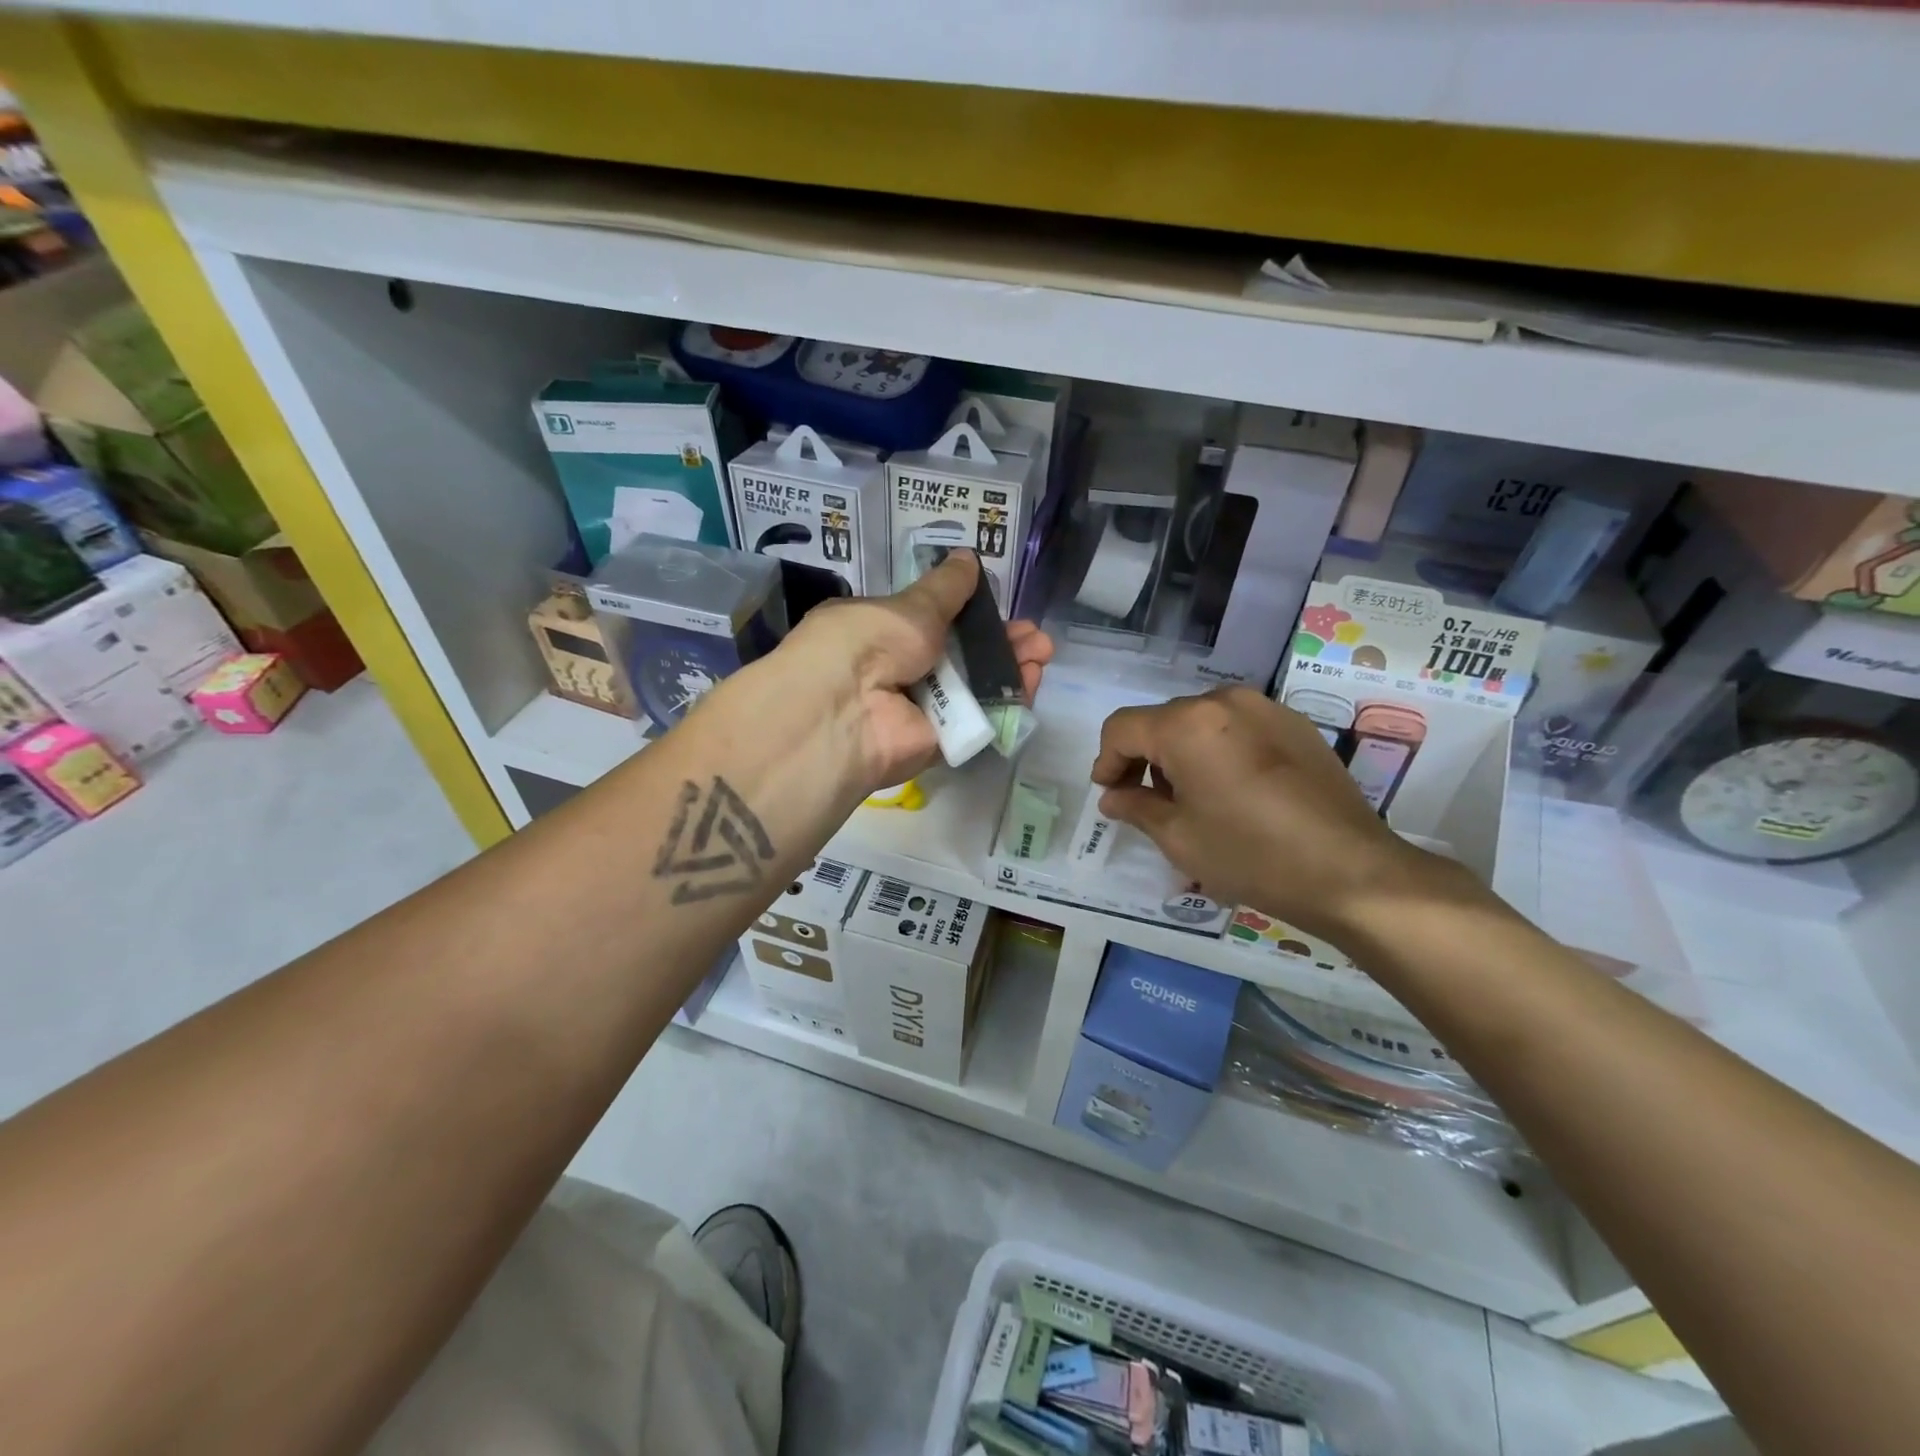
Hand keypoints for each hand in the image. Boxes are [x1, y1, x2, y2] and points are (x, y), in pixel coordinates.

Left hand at [785, 550, 1051, 792]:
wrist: (850, 710)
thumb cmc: (871, 642)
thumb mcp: (910, 605)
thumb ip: (945, 588)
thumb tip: (966, 558)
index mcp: (883, 632)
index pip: (933, 623)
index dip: (970, 614)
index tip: (1001, 607)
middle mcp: (900, 670)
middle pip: (961, 656)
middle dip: (1001, 643)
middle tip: (1035, 636)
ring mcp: (922, 708)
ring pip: (975, 687)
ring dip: (1011, 667)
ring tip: (1043, 651)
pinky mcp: (941, 740)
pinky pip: (980, 718)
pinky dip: (1008, 700)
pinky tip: (1033, 679)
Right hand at [1089, 686, 1478, 943]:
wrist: (1350, 871)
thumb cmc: (1250, 855)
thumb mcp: (1179, 837)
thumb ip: (1136, 807)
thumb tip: (1113, 797)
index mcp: (1187, 724)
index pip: (1123, 728)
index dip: (1106, 759)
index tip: (1109, 793)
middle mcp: (1224, 701)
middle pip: (1162, 720)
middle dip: (1144, 757)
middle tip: (1145, 801)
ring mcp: (1265, 709)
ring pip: (1200, 721)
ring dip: (1181, 752)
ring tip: (1191, 798)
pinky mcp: (1296, 725)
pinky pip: (1237, 727)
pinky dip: (1218, 750)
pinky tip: (1231, 790)